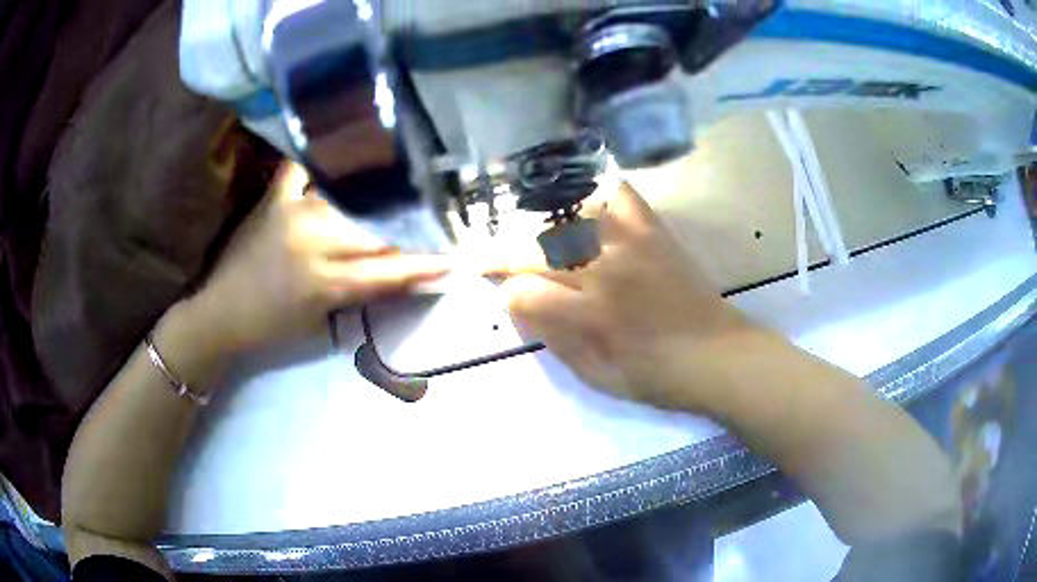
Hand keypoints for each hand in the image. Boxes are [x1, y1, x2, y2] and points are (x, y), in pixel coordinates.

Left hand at [189, 162, 449, 352]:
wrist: (220, 314)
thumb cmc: (271, 327)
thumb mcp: (321, 322)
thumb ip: (362, 294)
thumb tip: (403, 275)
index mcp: (325, 282)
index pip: (388, 270)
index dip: (425, 264)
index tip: (457, 257)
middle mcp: (313, 241)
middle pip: (376, 229)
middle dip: (413, 227)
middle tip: (441, 219)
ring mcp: (292, 213)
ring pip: (351, 196)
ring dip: (382, 192)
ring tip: (409, 184)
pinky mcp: (274, 198)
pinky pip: (303, 168)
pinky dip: (324, 156)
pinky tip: (348, 143)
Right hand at [503, 182, 756, 410]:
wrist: (720, 356)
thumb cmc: (660, 378)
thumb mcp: (598, 377)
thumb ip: (553, 340)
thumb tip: (519, 306)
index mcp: (594, 314)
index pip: (524, 291)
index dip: (508, 297)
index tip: (510, 301)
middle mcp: (607, 268)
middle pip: (535, 247)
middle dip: (502, 254)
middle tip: (487, 259)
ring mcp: (632, 241)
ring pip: (566, 216)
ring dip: (540, 226)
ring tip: (531, 239)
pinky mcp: (653, 230)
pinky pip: (617, 195)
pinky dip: (595, 196)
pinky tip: (582, 210)